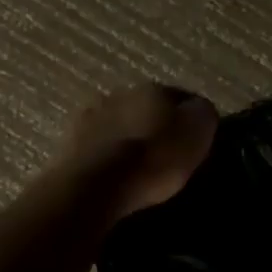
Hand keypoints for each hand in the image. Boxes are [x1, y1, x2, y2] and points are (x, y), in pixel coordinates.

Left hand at [64, 83, 218, 217]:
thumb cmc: (153, 158)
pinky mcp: (69, 142)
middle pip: (146, 107)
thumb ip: (202, 115)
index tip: (195, 140)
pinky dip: (107, 154)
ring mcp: (90, 115)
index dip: (190, 117)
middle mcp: (120, 93)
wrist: (94, 184)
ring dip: (128, 137)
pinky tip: (113, 171)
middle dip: (155, 124)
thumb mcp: (196, 135)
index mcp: (154, 88)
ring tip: (137, 164)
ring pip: (119, 122)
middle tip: (166, 152)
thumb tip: (199, 109)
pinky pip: (98, 145)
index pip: (181, 97)